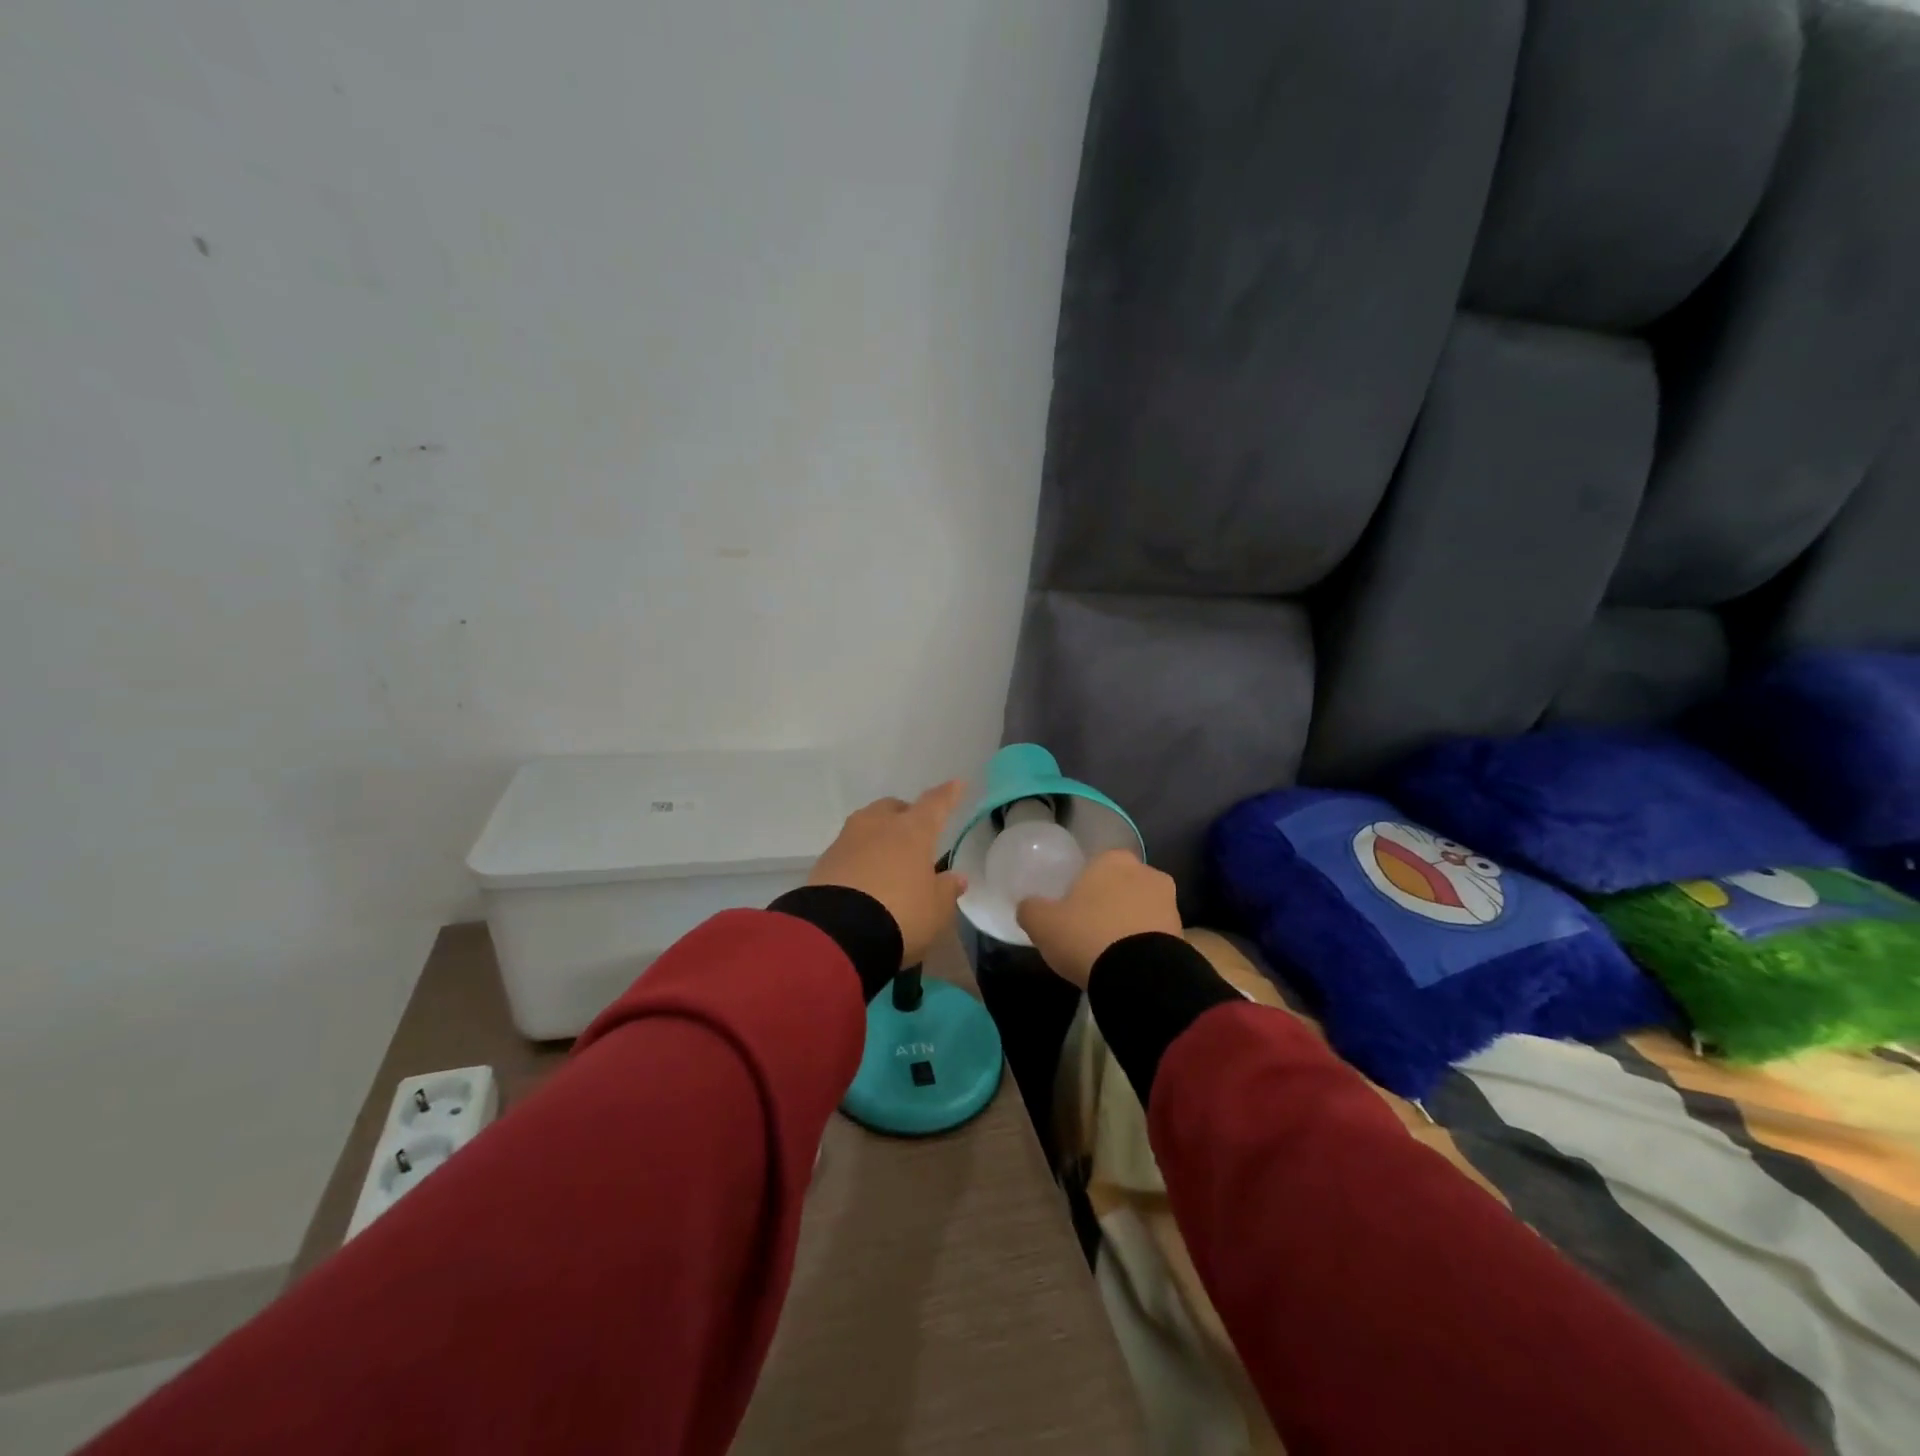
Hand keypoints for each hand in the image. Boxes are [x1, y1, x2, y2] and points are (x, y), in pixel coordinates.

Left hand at [808, 781, 968, 967]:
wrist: (838, 933)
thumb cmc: (900, 915)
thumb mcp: (935, 910)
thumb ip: (947, 890)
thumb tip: (956, 878)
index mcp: (912, 831)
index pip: (935, 804)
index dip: (948, 794)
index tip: (956, 783)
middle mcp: (878, 825)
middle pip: (893, 808)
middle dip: (905, 815)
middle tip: (914, 835)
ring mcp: (847, 840)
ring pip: (867, 825)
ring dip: (879, 835)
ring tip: (887, 857)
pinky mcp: (824, 860)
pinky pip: (848, 849)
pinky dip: (859, 857)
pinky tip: (863, 877)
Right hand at [1016, 850, 1182, 989]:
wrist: (1140, 976)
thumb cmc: (1087, 936)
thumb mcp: (1043, 923)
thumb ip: (1031, 909)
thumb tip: (1028, 906)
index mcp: (1112, 859)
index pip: (1095, 865)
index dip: (1082, 887)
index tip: (1072, 909)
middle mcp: (1146, 871)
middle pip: (1120, 884)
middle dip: (1109, 902)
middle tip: (1089, 929)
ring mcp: (1169, 902)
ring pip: (1141, 908)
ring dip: (1129, 923)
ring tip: (1110, 951)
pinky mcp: (1183, 932)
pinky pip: (1155, 933)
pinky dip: (1143, 943)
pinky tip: (1128, 963)